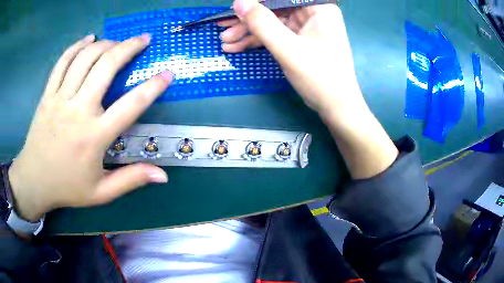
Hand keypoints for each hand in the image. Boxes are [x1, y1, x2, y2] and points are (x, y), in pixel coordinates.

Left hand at [8, 34, 171, 220]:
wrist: (34, 181)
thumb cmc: (68, 187)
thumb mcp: (102, 193)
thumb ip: (131, 179)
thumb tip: (164, 176)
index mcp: (94, 136)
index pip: (131, 105)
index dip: (153, 87)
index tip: (168, 73)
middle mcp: (78, 110)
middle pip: (106, 66)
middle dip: (129, 47)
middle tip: (144, 39)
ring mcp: (60, 98)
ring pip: (85, 57)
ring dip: (105, 43)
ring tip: (118, 41)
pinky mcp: (48, 94)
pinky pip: (63, 61)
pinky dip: (77, 46)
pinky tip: (89, 39)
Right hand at [222, 0, 397, 178]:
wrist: (336, 107)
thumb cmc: (319, 77)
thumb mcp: (288, 48)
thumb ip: (262, 23)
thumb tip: (238, 2)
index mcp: (318, 8)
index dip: (255, 2)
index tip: (233, 10)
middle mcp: (313, 13)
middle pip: (274, 8)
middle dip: (248, 20)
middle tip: (222, 28)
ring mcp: (306, 26)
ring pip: (272, 21)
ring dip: (248, 32)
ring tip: (225, 42)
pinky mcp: (300, 39)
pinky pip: (275, 34)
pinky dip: (258, 40)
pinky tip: (237, 47)